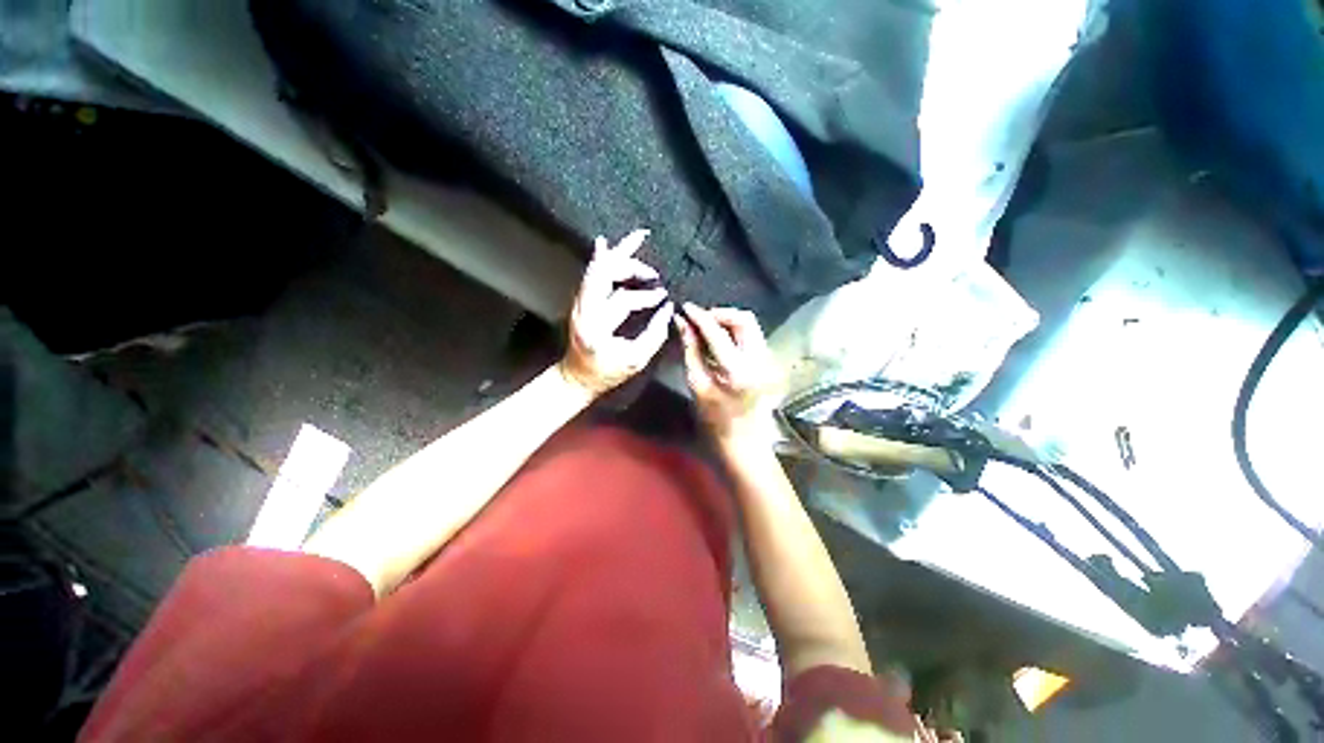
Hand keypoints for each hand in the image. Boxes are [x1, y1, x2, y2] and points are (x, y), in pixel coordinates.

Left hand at [560, 229, 674, 396]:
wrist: (576, 377)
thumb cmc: (606, 373)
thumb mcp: (635, 361)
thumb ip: (654, 335)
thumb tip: (667, 310)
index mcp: (597, 326)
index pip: (623, 300)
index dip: (646, 297)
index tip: (662, 298)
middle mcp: (584, 309)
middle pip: (603, 273)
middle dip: (629, 262)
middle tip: (652, 268)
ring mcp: (579, 303)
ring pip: (597, 270)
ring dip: (618, 256)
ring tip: (636, 240)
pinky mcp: (581, 301)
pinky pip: (593, 275)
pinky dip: (602, 260)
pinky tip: (605, 246)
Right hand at [675, 303, 777, 443]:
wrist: (745, 440)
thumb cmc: (715, 419)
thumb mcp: (697, 384)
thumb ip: (690, 350)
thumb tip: (681, 322)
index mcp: (738, 371)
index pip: (718, 332)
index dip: (700, 316)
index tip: (685, 307)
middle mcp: (760, 360)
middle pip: (744, 319)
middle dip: (719, 314)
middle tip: (699, 320)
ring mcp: (769, 360)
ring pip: (750, 324)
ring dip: (728, 321)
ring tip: (707, 328)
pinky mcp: (769, 360)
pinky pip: (752, 335)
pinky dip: (735, 331)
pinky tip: (720, 340)